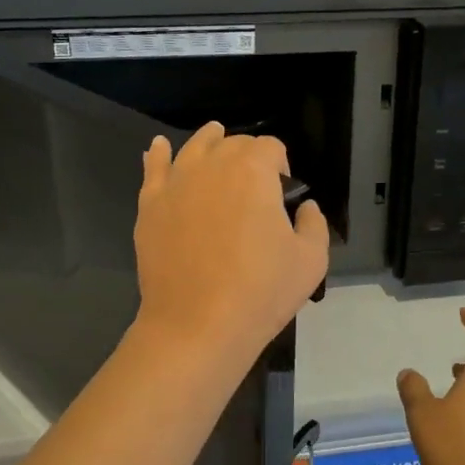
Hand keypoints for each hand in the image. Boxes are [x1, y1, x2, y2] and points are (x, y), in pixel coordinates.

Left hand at [132, 123, 329, 368]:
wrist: (196, 325)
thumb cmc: (260, 292)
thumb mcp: (311, 260)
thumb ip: (314, 223)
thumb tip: (304, 207)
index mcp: (253, 171)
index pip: (272, 147)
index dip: (282, 164)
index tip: (284, 195)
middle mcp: (212, 165)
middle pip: (233, 143)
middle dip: (248, 155)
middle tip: (255, 187)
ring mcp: (176, 183)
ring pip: (194, 148)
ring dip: (209, 142)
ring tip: (215, 138)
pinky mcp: (150, 206)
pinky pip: (153, 169)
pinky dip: (159, 154)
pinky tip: (160, 148)